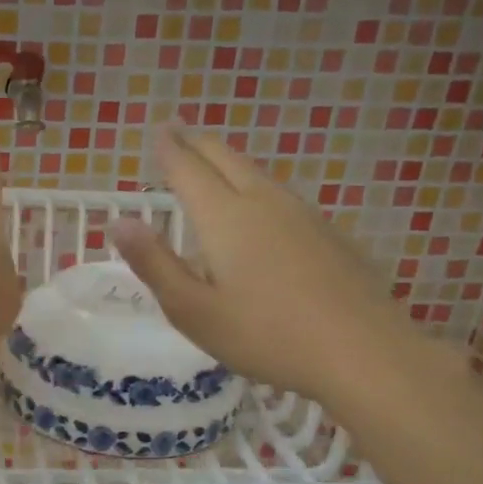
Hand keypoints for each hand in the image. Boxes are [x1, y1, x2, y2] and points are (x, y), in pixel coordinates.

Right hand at [110, 128, 415, 403]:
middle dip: (199, 144)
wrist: (363, 353)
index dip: (170, 149)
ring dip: (230, 163)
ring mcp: (304, 216)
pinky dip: (257, 187)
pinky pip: (282, 196)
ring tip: (214, 164)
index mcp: (225, 218)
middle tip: (181, 134)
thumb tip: (119, 222)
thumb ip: (154, 264)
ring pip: (259, 175)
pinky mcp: (330, 235)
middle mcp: (264, 203)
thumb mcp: (193, 310)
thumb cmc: (265, 335)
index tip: (158, 130)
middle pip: (227, 160)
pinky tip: (262, 209)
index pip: (189, 170)